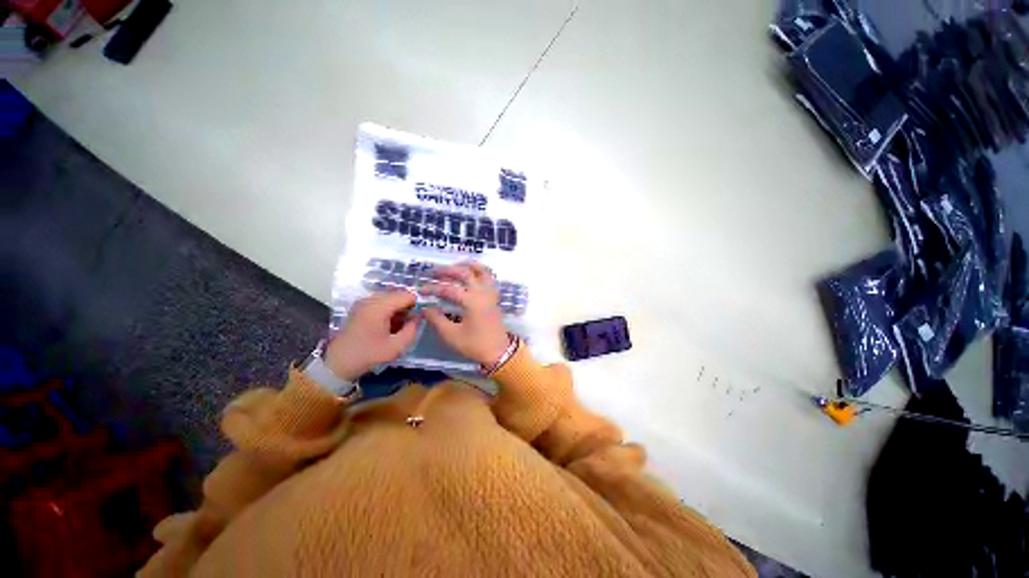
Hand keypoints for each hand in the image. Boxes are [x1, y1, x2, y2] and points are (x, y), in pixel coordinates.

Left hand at [323, 291, 418, 380]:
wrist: (337, 364)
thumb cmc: (368, 355)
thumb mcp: (395, 347)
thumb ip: (412, 329)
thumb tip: (420, 317)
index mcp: (378, 307)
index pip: (406, 295)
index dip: (418, 303)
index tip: (425, 314)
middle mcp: (370, 300)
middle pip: (398, 295)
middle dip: (409, 306)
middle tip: (414, 321)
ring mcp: (363, 302)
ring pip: (390, 298)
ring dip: (400, 308)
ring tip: (403, 324)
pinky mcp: (360, 307)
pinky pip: (381, 302)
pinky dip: (390, 310)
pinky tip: (391, 324)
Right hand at [421, 262, 509, 366]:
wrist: (498, 351)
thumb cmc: (475, 345)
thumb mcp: (452, 335)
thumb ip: (437, 319)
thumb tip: (425, 308)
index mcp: (472, 301)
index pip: (449, 289)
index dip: (433, 288)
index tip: (421, 290)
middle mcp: (483, 293)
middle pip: (465, 273)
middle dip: (448, 270)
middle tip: (433, 271)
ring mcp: (491, 293)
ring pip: (482, 270)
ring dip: (467, 265)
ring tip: (454, 265)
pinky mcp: (494, 297)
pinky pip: (490, 277)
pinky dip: (480, 271)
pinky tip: (471, 273)